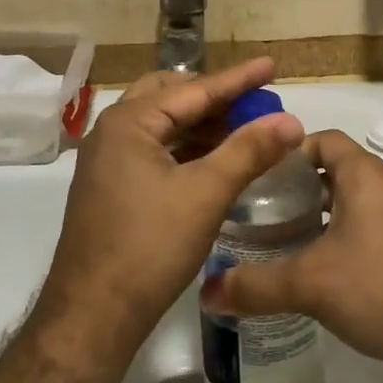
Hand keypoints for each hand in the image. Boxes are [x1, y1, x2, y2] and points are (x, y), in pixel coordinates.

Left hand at [38, 58, 304, 341]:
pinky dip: (186, 149)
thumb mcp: (205, 195)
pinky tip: (215, 161)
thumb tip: (291, 122)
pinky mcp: (111, 186)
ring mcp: (108, 160)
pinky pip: (155, 151)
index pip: (193, 89)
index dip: (237, 79)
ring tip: (243, 129)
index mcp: (129, 122)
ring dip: (201, 125)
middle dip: (215, 98)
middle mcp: (112, 131)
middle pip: (172, 98)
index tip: (271, 66)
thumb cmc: (149, 247)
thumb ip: (248, 152)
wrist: (92, 317)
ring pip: (162, 126)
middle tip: (254, 101)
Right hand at [202, 130, 382, 382]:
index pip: (322, 140)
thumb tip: (207, 292)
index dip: (289, 153)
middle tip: (269, 216)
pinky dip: (356, 233)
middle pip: (339, 169)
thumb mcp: (311, 285)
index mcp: (364, 174)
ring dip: (330, 213)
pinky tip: (340, 271)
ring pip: (361, 198)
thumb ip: (256, 286)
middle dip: (303, 188)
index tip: (261, 179)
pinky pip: (382, 223)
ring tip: (297, 244)